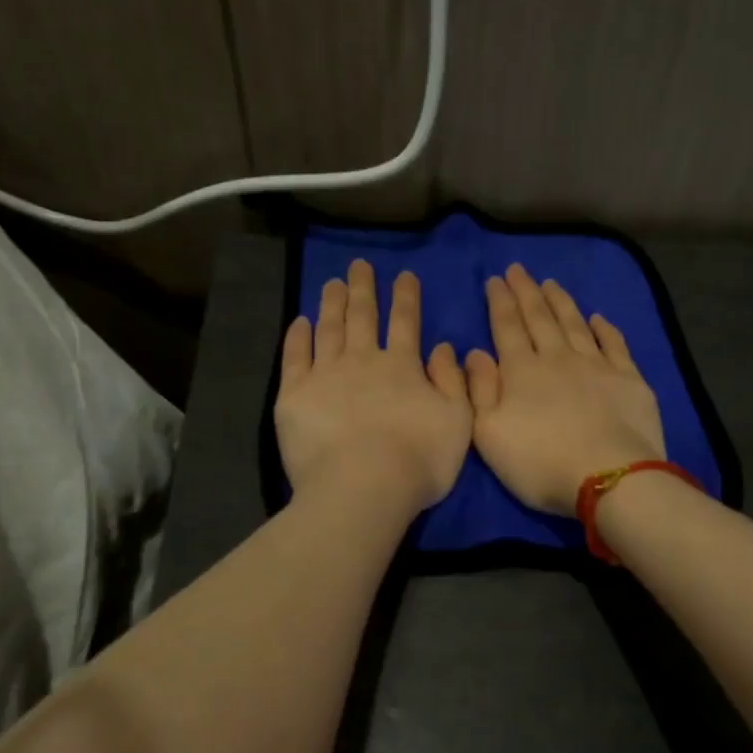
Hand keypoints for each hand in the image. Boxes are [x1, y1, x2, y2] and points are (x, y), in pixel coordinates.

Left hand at [276, 259, 472, 513]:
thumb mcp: (458, 422)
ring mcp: (325, 375)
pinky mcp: (295, 394)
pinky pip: (295, 356)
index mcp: (402, 367)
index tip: (404, 275)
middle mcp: (363, 361)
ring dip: (332, 304)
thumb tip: (444, 347)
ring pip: (329, 329)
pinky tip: (300, 322)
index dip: (406, 297)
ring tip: (332, 283)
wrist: (362, 487)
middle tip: (359, 265)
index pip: (406, 322)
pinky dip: (298, 337)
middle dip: (363, 289)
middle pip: (363, 316)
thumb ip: (453, 382)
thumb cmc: (418, 461)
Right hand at [464, 265, 665, 514]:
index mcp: (521, 372)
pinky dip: (605, 328)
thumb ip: (479, 391)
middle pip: (540, 318)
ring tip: (550, 283)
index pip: (507, 328)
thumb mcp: (489, 435)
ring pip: (574, 324)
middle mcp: (558, 359)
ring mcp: (596, 366)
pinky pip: (614, 344)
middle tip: (518, 269)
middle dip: (526, 292)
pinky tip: (598, 318)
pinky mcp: (628, 379)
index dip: (499, 302)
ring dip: (561, 302)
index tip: (495, 279)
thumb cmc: (539, 463)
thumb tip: (475, 353)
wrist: (608, 477)